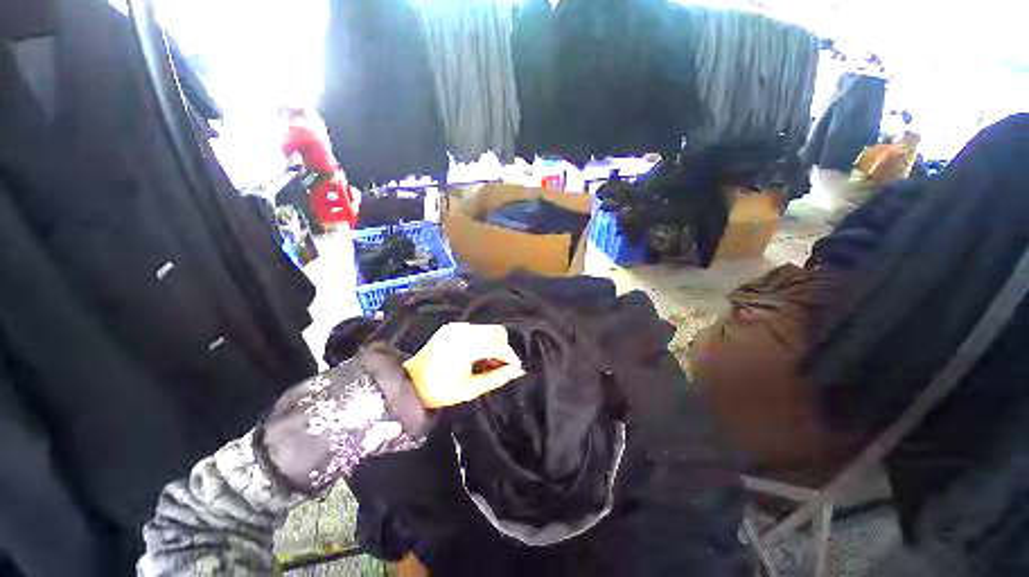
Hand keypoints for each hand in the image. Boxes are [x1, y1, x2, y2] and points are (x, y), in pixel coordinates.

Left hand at [403, 322, 524, 407]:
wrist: (409, 382)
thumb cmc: (440, 390)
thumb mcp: (471, 389)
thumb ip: (497, 378)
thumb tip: (517, 371)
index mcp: (467, 347)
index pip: (499, 346)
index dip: (511, 357)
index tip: (516, 368)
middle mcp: (463, 331)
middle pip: (497, 332)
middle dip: (503, 348)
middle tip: (501, 366)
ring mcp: (456, 327)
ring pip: (488, 328)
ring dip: (493, 343)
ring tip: (487, 362)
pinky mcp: (451, 327)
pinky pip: (475, 329)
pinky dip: (481, 339)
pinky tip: (476, 355)